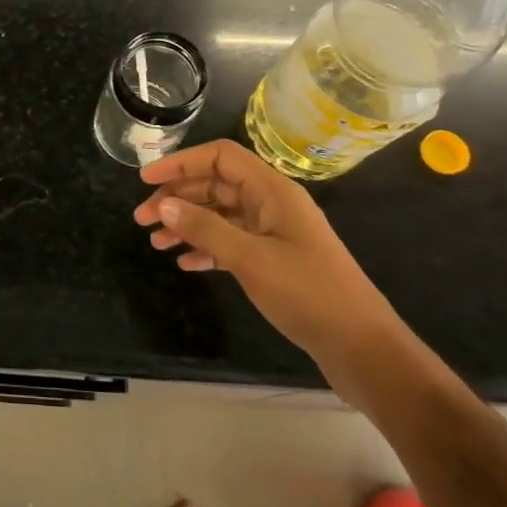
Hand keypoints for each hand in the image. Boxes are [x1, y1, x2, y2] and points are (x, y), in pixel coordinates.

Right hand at [134, 140, 404, 374]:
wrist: (364, 349)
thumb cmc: (309, 294)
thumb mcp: (251, 259)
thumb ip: (205, 228)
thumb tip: (163, 205)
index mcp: (272, 190)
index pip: (220, 157)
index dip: (181, 162)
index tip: (146, 180)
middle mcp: (272, 203)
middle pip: (216, 185)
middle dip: (177, 197)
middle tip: (142, 218)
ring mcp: (275, 233)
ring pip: (221, 215)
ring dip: (187, 224)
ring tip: (155, 243)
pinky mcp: (276, 261)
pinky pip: (232, 242)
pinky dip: (206, 247)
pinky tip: (185, 263)